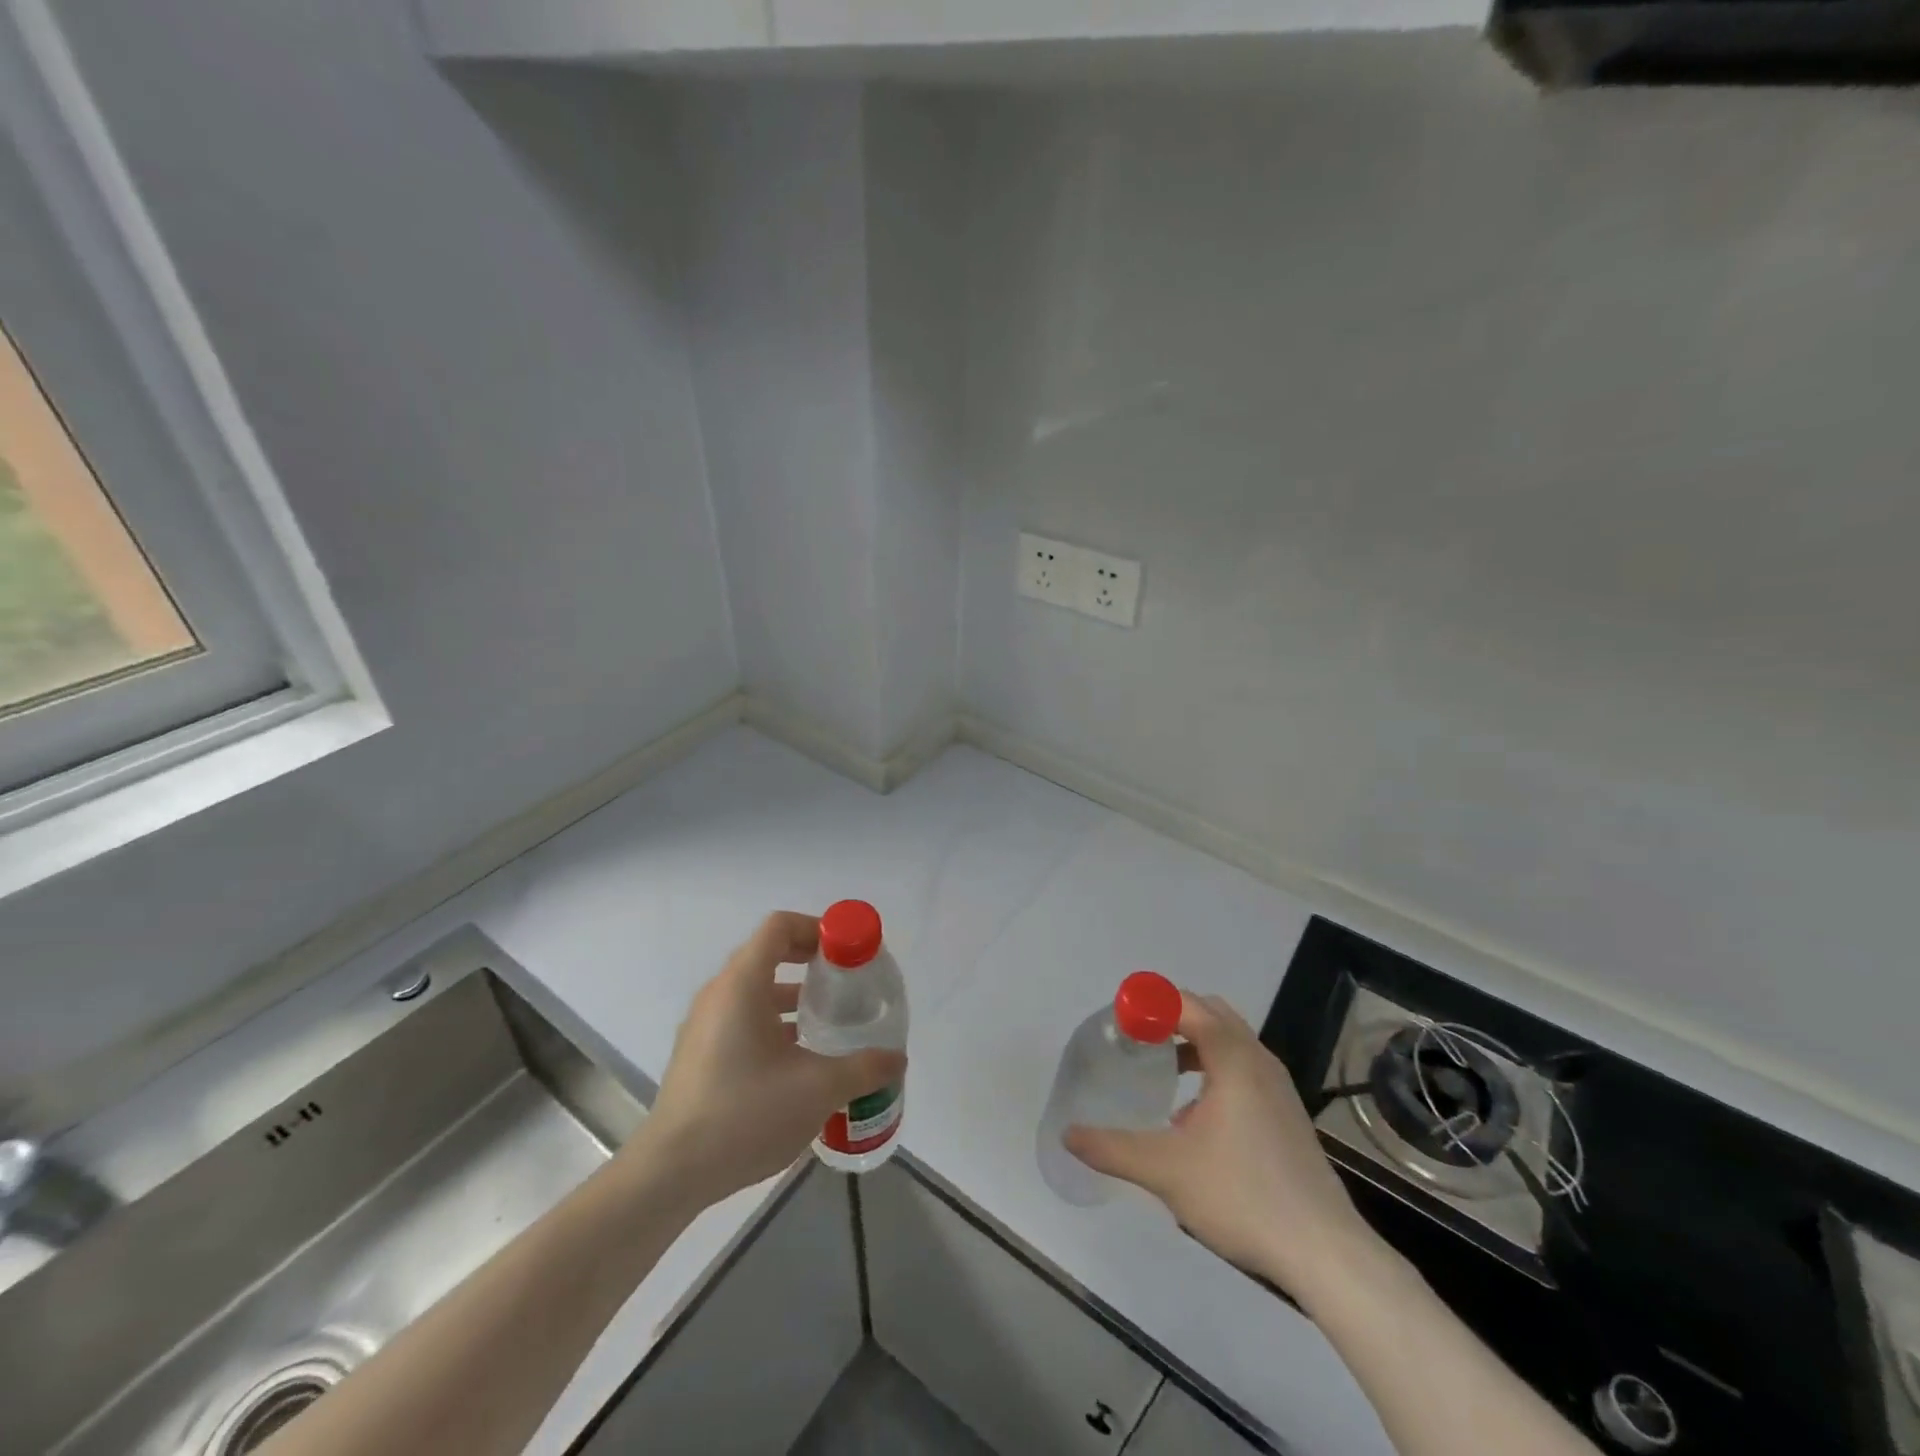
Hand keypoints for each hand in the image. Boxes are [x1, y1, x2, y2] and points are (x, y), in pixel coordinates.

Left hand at [628, 912, 906, 1209]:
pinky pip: (742, 1018)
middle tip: (847, 984)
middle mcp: (720, 994)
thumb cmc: (745, 1114)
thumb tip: (897, 1059)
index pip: (780, 926)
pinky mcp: (700, 1054)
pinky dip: (773, 1022)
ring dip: (794, 996)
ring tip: (829, 1022)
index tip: (848, 953)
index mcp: (743, 984)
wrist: (671, 1173)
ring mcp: (705, 1024)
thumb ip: (863, 1068)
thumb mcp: (817, 1090)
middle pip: (769, 953)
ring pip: (756, 990)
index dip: (817, 929)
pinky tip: (798, 1060)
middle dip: (811, 962)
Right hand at [1065, 992, 1376, 1307]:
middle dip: (1172, 1014)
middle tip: (1138, 1036)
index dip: (1150, 1002)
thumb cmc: (1243, 1196)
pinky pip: (1244, 1067)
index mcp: (1233, 1057)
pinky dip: (1215, 1067)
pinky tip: (1194, 1115)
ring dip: (1195, 1041)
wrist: (1325, 1253)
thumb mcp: (1166, 1171)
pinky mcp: (1287, 1113)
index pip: (1187, 1004)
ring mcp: (1278, 1087)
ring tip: (1162, 1067)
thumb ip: (1113, 1148)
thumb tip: (1068, 1134)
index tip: (1119, 1018)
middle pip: (1211, 1012)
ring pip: (1230, 1041)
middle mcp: (1259, 1060)